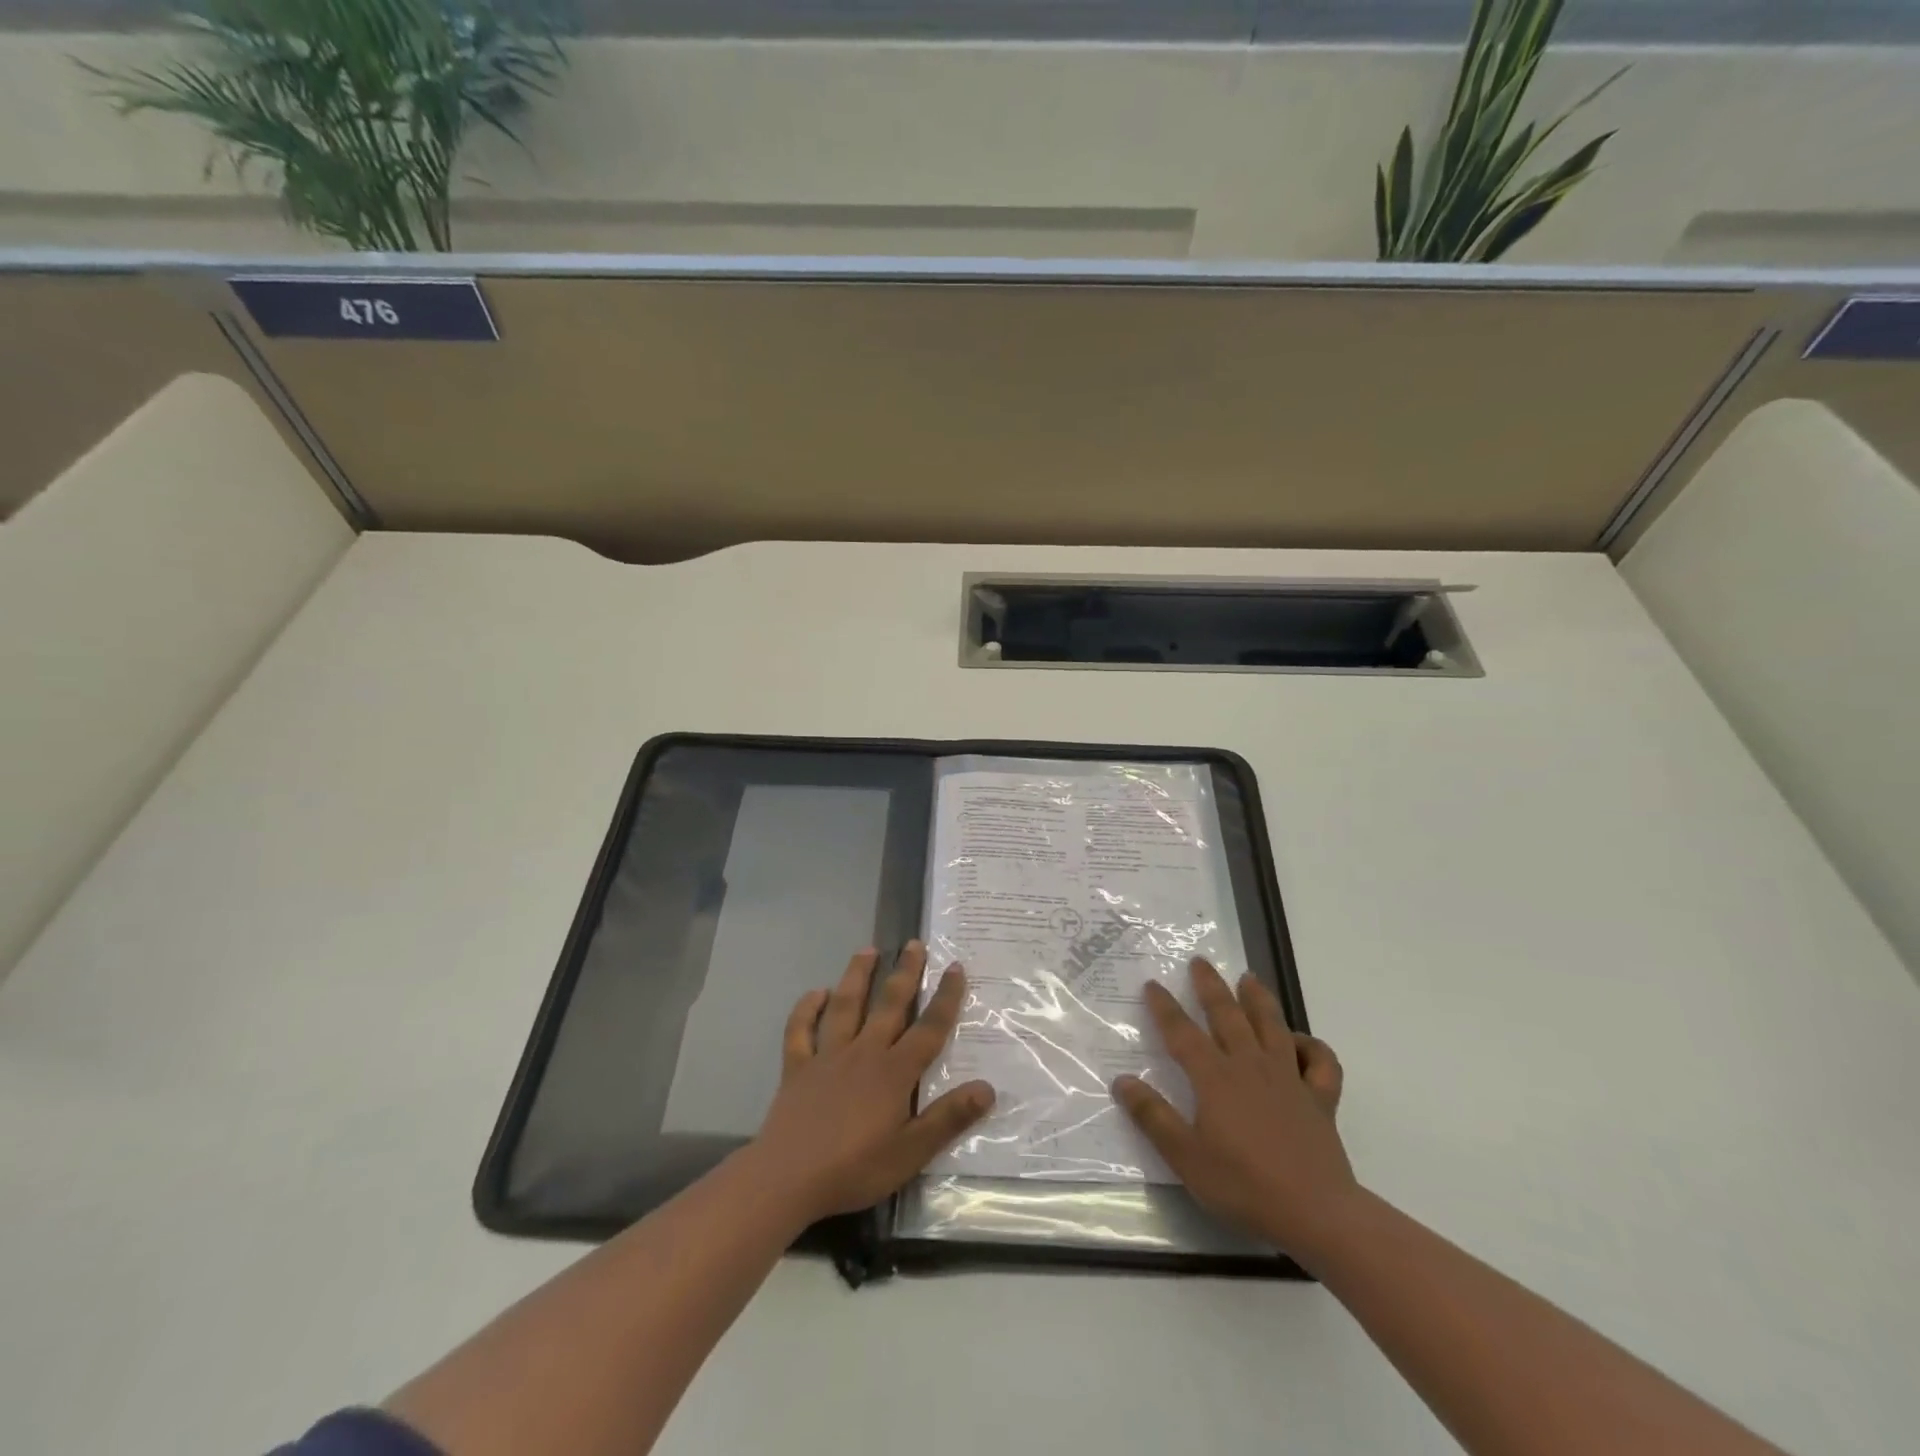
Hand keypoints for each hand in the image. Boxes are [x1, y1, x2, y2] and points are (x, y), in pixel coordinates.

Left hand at [750, 942, 994, 1225]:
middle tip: (914, 943)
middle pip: (889, 1004)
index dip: (945, 997)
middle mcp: (864, 1052)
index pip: (928, 1028)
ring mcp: (827, 1056)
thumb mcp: (911, 1153)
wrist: (787, 1179)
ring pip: (845, 1005)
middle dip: (904, 972)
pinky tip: (816, 993)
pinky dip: (806, 1009)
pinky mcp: (797, 1067)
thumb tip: (987, 1087)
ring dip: (857, 975)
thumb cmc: (854, 1169)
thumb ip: (948, 1118)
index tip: (955, 967)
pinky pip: (800, 1030)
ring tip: (867, 950)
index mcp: (894, 1072)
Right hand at [1113, 957, 1355, 1258]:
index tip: (1153, 984)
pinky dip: (1312, 1046)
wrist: (1315, 1212)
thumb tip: (1122, 1080)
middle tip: (1200, 961)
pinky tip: (1301, 1042)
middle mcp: (1250, 1066)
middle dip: (1211, 986)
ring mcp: (1289, 1079)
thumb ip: (1153, 1117)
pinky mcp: (1320, 1098)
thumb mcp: (1185, 1157)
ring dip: (1259, 999)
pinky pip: (1320, 1062)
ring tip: (1249, 978)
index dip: (1165, 1007)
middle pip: (1228, 1016)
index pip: (1182, 1033)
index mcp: (1215, 1078)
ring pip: (1273, 1026)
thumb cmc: (1243, 1185)